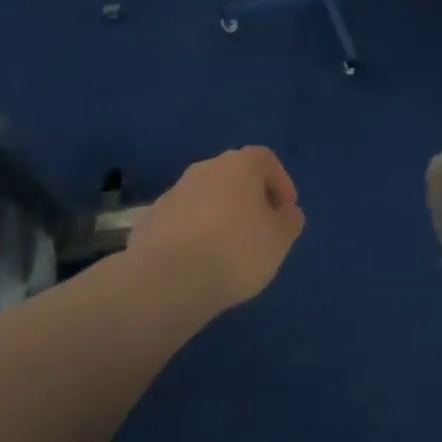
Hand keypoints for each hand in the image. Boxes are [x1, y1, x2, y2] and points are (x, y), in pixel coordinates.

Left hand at [130, 147, 303, 311]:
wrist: (166, 281)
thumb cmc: (235, 251)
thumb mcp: (280, 239)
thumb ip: (290, 221)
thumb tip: (286, 212)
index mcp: (240, 164)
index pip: (266, 160)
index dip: (281, 184)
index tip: (285, 213)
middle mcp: (206, 168)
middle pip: (235, 175)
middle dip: (250, 198)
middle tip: (260, 229)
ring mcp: (175, 191)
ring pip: (207, 196)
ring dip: (221, 214)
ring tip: (228, 249)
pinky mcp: (151, 219)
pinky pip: (184, 219)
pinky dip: (195, 232)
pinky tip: (199, 260)